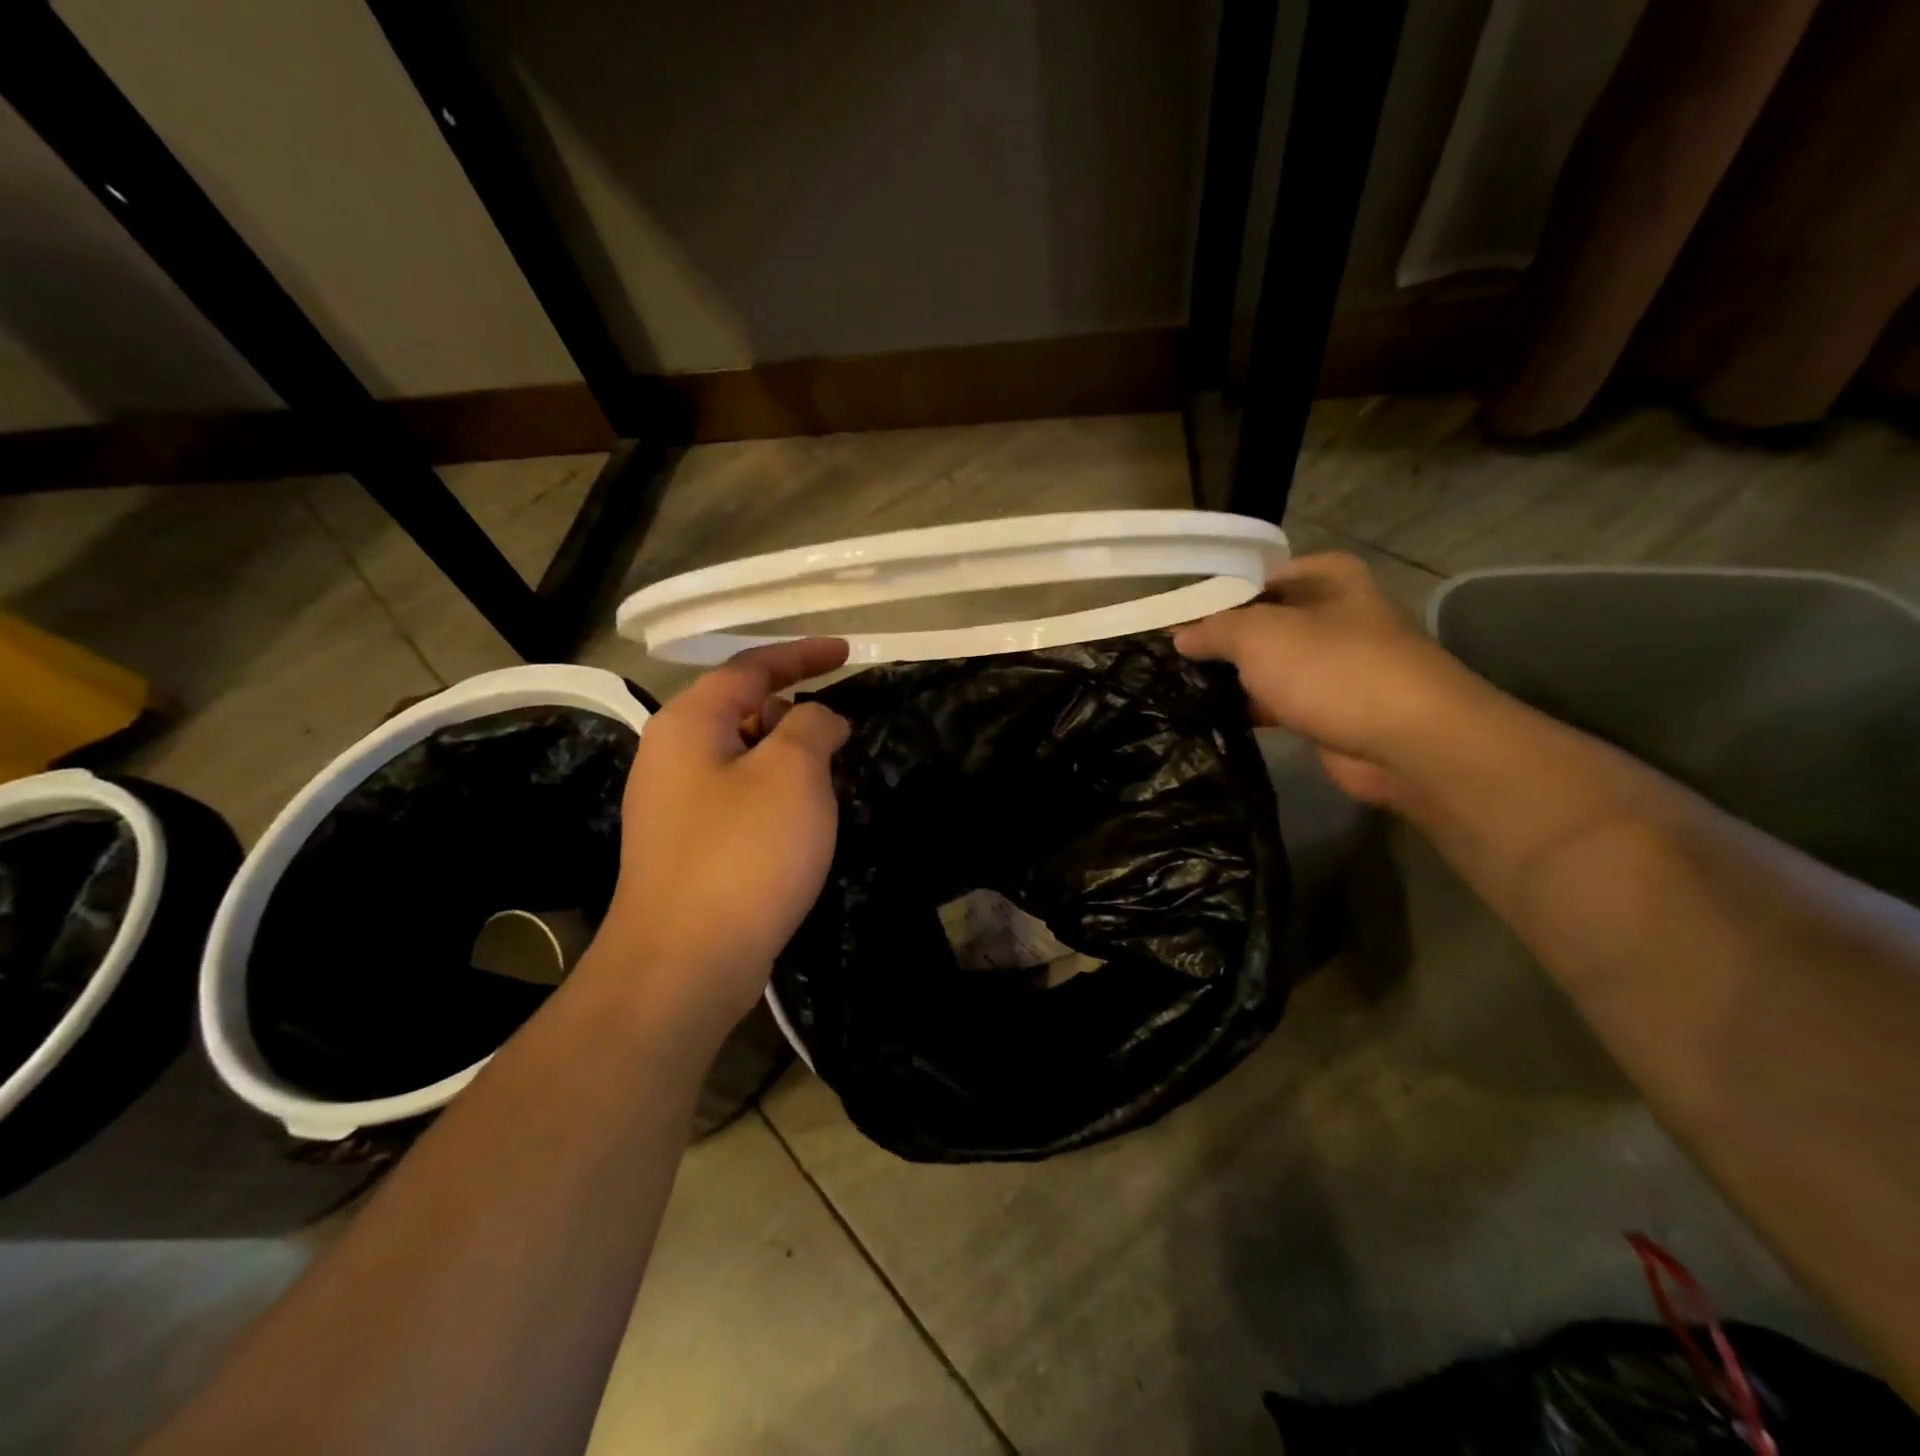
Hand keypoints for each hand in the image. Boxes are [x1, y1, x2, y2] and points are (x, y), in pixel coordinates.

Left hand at [596, 638, 850, 1028]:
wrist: (684, 964)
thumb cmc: (743, 854)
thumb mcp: (793, 772)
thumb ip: (812, 725)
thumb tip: (818, 719)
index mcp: (688, 724)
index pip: (749, 667)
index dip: (802, 655)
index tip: (847, 653)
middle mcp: (670, 756)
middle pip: (741, 711)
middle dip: (795, 711)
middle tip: (843, 731)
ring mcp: (673, 807)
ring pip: (743, 759)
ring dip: (788, 758)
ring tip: (832, 775)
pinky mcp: (687, 849)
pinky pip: (739, 800)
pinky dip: (775, 796)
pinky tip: (803, 822)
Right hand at [1174, 552, 1482, 806]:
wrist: (1408, 741)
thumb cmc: (1332, 668)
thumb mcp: (1258, 634)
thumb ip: (1214, 629)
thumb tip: (1180, 635)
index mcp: (1327, 578)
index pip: (1256, 576)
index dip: (1214, 595)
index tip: (1173, 618)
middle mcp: (1335, 614)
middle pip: (1263, 622)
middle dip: (1220, 640)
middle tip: (1169, 655)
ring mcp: (1336, 665)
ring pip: (1270, 665)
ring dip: (1233, 677)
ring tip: (1179, 686)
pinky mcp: (1332, 709)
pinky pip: (1279, 701)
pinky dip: (1251, 708)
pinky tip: (1210, 717)